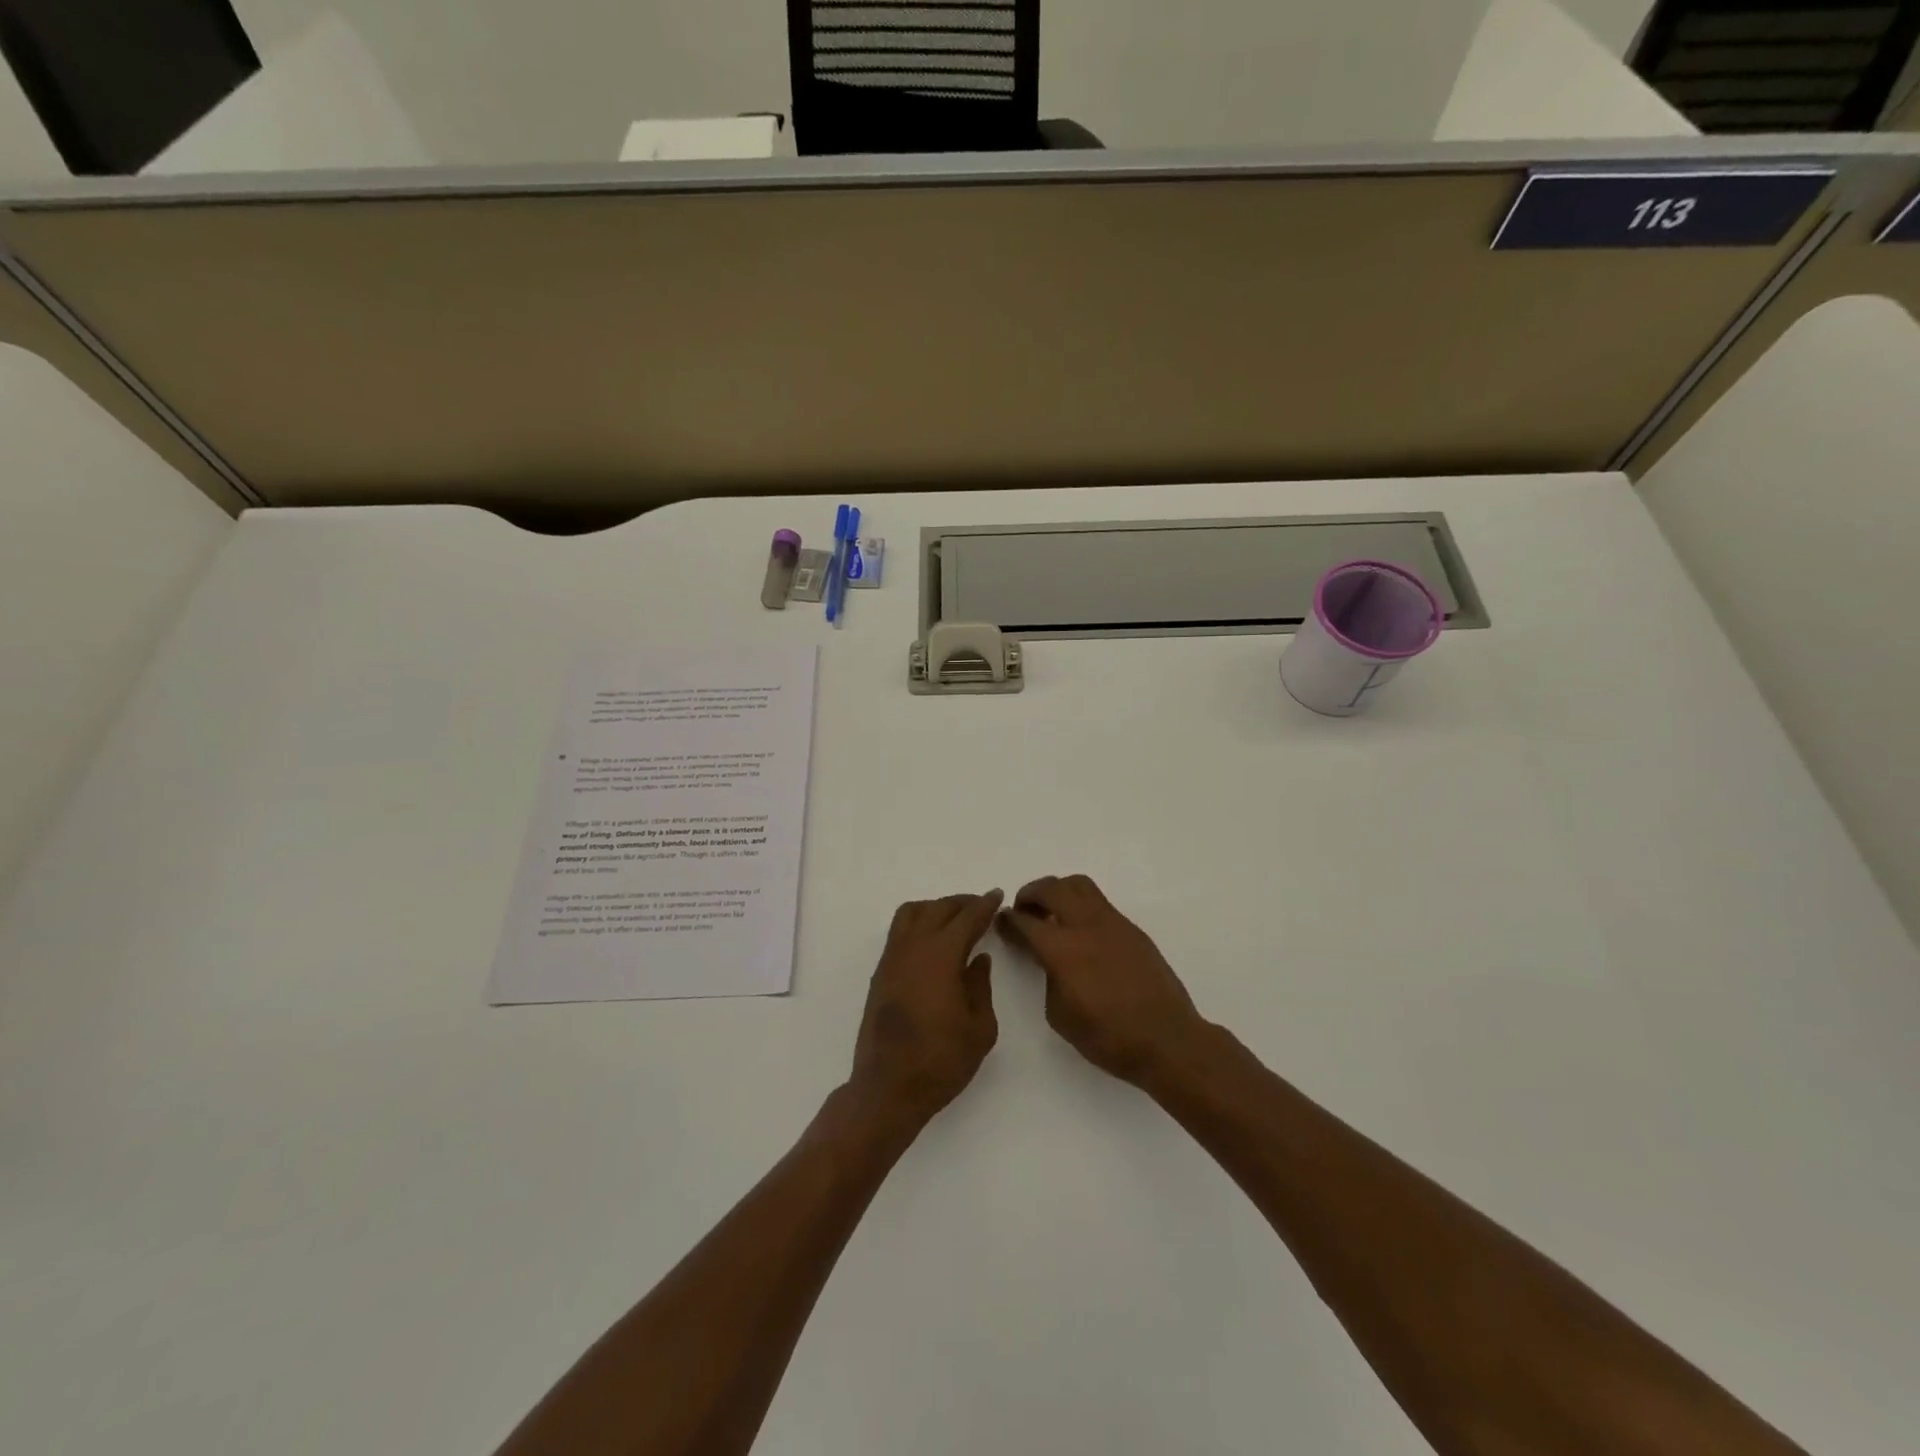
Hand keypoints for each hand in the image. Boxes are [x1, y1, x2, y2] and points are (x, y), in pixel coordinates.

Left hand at [847, 890, 1003, 1132]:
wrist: (888, 1088)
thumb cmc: (941, 1061)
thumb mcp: (979, 1028)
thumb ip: (980, 986)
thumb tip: (978, 959)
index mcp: (941, 956)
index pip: (966, 918)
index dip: (984, 905)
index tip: (997, 895)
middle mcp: (913, 948)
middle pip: (938, 909)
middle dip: (962, 903)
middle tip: (981, 907)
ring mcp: (892, 958)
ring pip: (912, 913)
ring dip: (936, 908)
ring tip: (955, 920)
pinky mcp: (880, 973)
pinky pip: (899, 932)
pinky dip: (919, 924)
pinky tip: (933, 942)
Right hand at [999, 874, 1206, 1085]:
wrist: (1166, 1039)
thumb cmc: (1108, 1038)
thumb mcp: (1060, 1015)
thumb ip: (1048, 978)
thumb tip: (1050, 961)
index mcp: (1062, 949)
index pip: (1025, 921)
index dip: (1008, 920)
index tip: (1001, 921)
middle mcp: (1085, 926)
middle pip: (1052, 888)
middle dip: (1031, 894)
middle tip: (1023, 909)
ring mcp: (1112, 923)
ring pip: (1079, 885)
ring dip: (1058, 891)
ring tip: (1052, 911)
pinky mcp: (1132, 929)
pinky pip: (1100, 903)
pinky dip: (1082, 906)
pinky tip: (1081, 931)